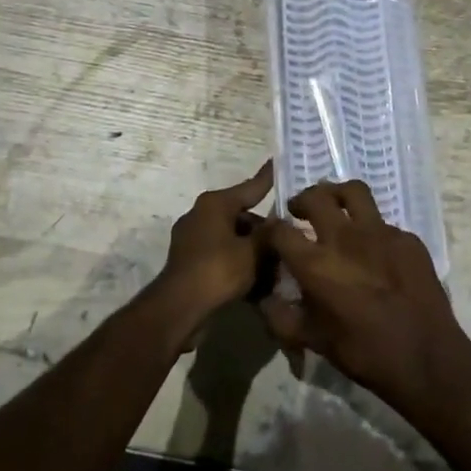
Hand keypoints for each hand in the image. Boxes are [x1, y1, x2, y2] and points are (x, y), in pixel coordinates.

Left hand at [153, 162, 274, 324]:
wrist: (180, 308)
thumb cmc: (219, 270)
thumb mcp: (253, 251)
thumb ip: (270, 234)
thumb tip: (280, 221)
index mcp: (215, 203)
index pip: (251, 187)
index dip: (269, 178)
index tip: (279, 163)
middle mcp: (201, 214)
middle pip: (242, 216)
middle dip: (265, 230)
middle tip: (290, 238)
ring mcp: (193, 238)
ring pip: (233, 238)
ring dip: (253, 250)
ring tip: (278, 264)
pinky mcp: (190, 261)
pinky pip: (222, 255)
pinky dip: (239, 263)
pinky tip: (259, 281)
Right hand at [259, 180, 470, 410]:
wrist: (426, 358)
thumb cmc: (365, 353)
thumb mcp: (314, 341)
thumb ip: (282, 318)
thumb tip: (264, 300)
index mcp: (316, 264)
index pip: (280, 230)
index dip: (270, 230)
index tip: (271, 235)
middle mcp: (345, 238)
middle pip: (316, 197)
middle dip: (302, 200)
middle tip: (300, 211)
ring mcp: (380, 233)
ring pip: (353, 192)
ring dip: (337, 195)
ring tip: (335, 208)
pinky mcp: (408, 238)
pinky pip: (383, 223)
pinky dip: (371, 229)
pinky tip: (375, 251)